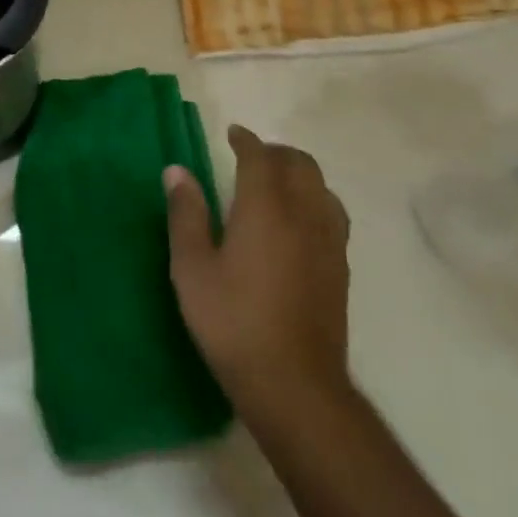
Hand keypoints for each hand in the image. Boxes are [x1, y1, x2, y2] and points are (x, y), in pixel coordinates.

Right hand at [166, 125, 353, 436]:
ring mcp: (328, 240)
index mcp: (265, 208)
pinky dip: (314, 198)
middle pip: (298, 164)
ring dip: (298, 172)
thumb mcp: (192, 268)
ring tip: (275, 183)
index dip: (246, 140)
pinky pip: (332, 212)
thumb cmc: (232, 321)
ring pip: (321, 185)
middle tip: (250, 157)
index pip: (259, 157)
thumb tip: (177, 171)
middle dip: (275, 152)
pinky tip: (298, 220)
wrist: (294, 382)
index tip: (232, 133)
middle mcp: (303, 213)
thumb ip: (186, 214)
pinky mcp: (340, 266)